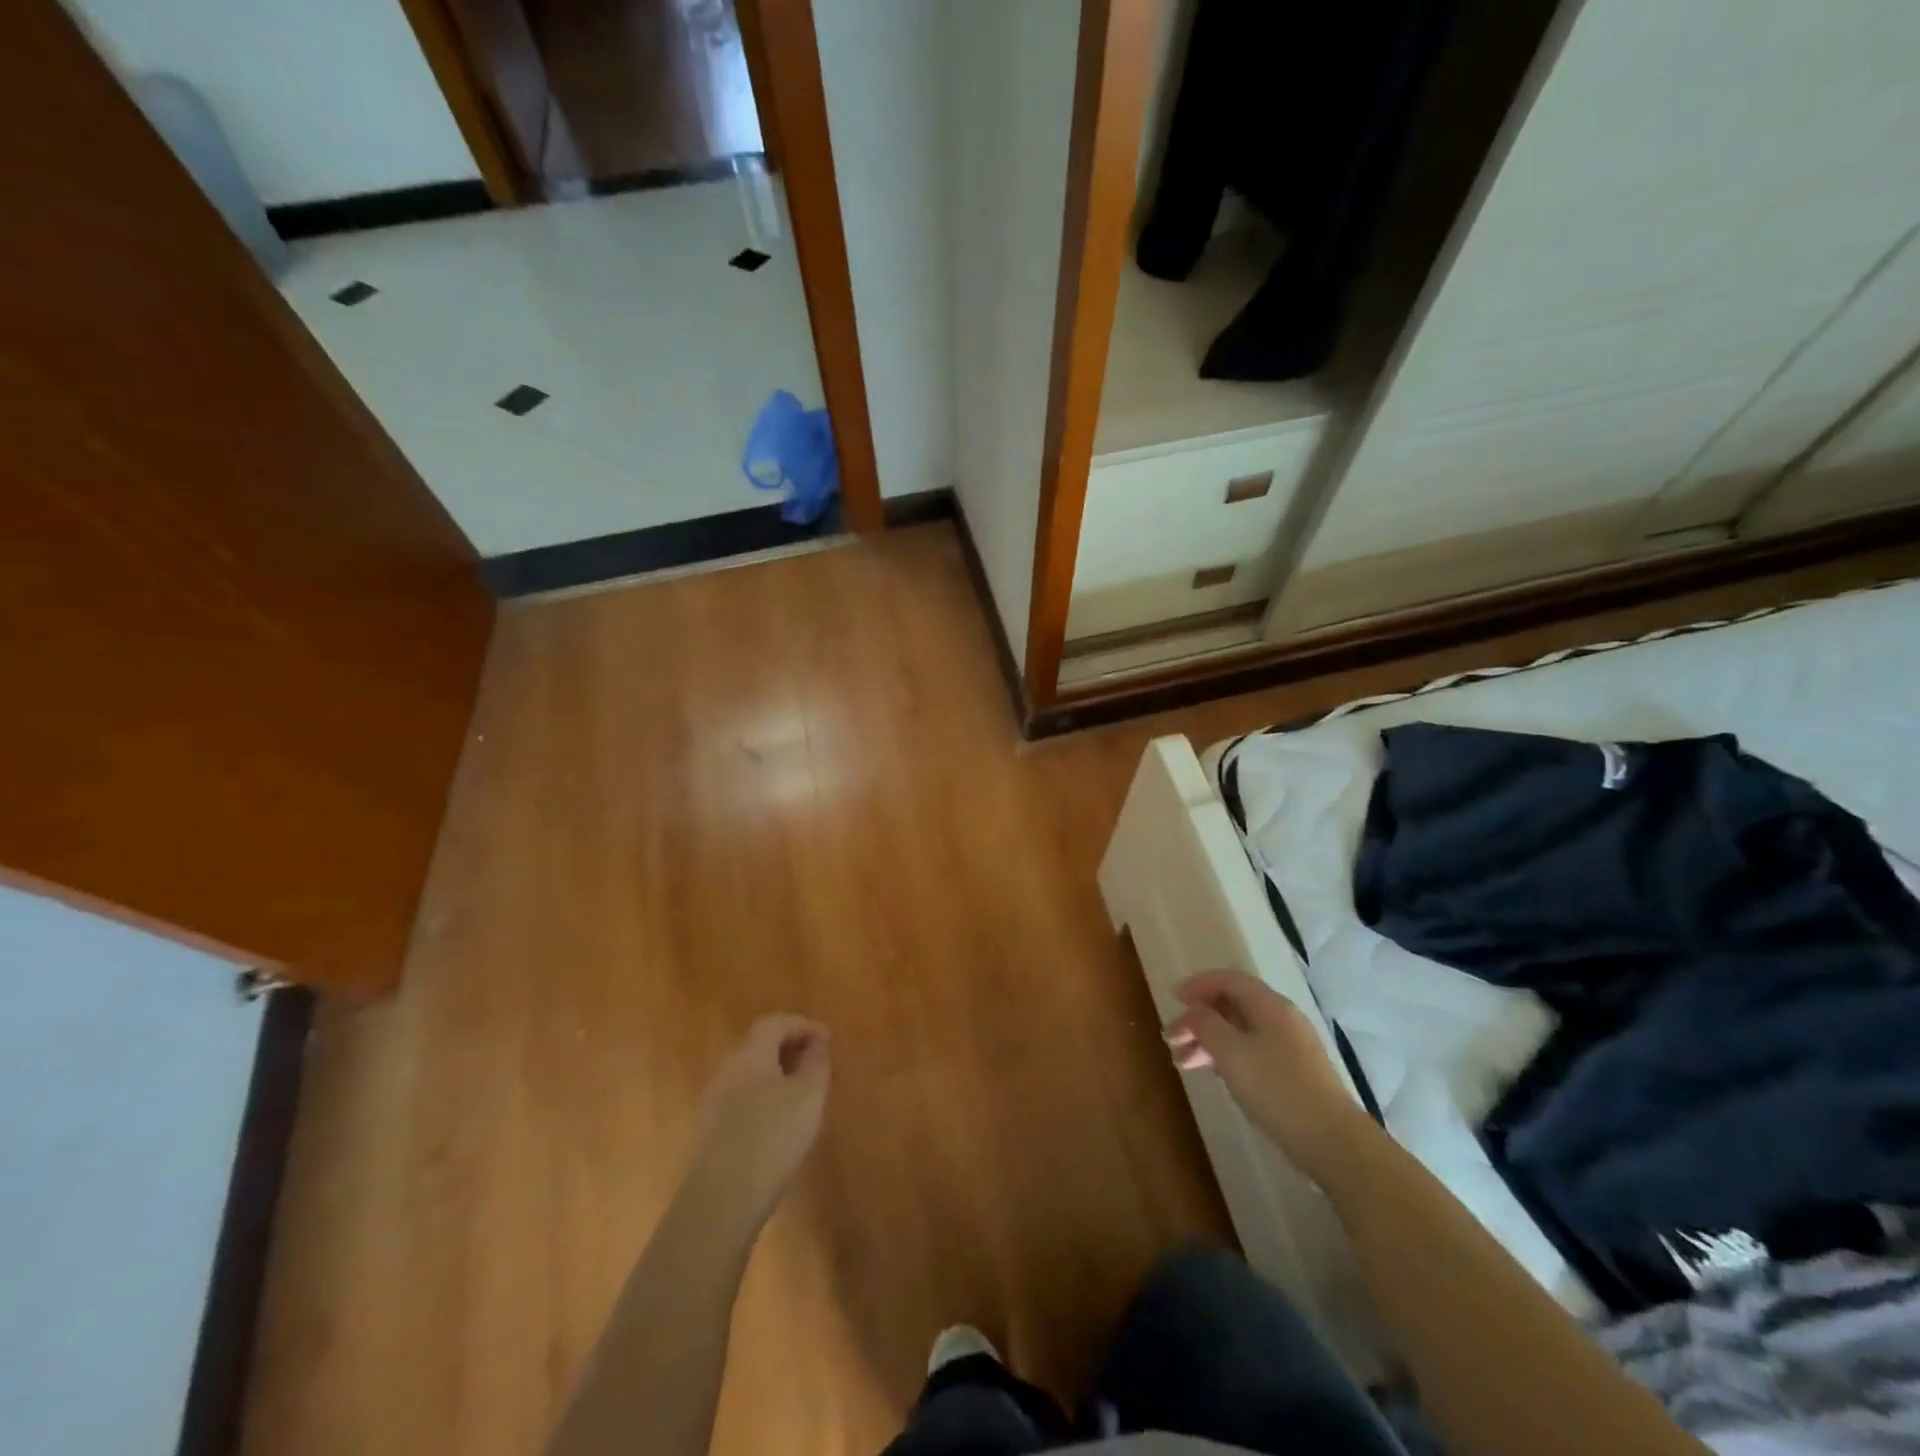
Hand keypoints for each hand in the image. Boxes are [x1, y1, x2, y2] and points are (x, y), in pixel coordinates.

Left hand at [691, 1015, 830, 1226]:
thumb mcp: (809, 1095)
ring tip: (804, 1093)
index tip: (828, 1038)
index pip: (774, 1023)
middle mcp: (728, 1069)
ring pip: (751, 1073)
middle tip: (818, 1063)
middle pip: (759, 1045)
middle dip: (790, 1048)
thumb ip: (816, 1062)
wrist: (722, 1200)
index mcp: (750, 1053)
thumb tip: (818, 1041)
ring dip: (778, 1073)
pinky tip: (781, 1121)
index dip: (802, 1025)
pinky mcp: (711, 1130)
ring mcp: (714, 1101)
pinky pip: (743, 1097)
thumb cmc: (772, 1136)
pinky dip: (765, 1096)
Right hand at [1164, 970, 1370, 1184]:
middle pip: (1232, 1006)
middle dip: (1198, 1019)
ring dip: (1208, 1041)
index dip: (1198, 984)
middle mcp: (1281, 1019)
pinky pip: (1251, 1052)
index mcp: (1269, 1006)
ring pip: (1239, 1032)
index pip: (1229, 980)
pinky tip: (1212, 1074)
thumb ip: (1206, 1024)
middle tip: (1171, 1039)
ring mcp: (1290, 1047)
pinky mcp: (1293, 1073)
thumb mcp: (1230, 1052)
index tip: (1173, 999)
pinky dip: (1226, 1057)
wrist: (1333, 1142)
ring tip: (1182, 1063)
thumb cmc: (1276, 1089)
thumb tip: (1195, 1010)